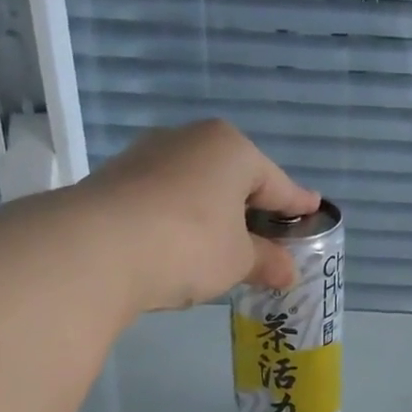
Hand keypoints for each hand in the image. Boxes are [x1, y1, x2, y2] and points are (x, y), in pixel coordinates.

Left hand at [72, 120, 318, 314]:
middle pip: (234, 178)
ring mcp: (147, 157)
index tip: (315, 209)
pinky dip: (182, 219)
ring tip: (226, 244)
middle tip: (271, 234)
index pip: (276, 181)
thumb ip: (266, 261)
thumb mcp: (238, 260)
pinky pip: (165, 198)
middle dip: (253, 208)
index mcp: (230, 149)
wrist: (96, 248)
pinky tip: (183, 244)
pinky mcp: (115, 180)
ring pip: (196, 186)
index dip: (297, 203)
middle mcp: (189, 140)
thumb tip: (287, 271)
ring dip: (214, 214)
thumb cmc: (190, 244)